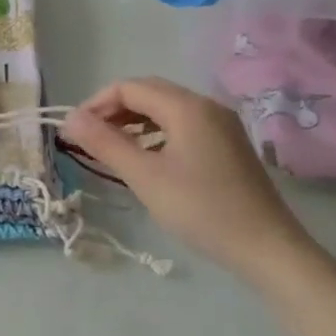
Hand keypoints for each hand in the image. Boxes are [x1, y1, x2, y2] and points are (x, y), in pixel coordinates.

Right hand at [63, 76, 317, 281]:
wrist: (266, 247)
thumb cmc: (200, 209)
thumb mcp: (144, 177)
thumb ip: (104, 143)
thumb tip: (69, 118)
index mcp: (187, 107)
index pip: (129, 88)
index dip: (95, 104)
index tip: (74, 132)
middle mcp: (206, 106)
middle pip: (148, 92)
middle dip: (112, 110)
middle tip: (87, 138)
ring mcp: (220, 125)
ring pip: (165, 109)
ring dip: (132, 120)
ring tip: (109, 147)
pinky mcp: (226, 144)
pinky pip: (181, 124)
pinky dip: (154, 132)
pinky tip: (144, 156)